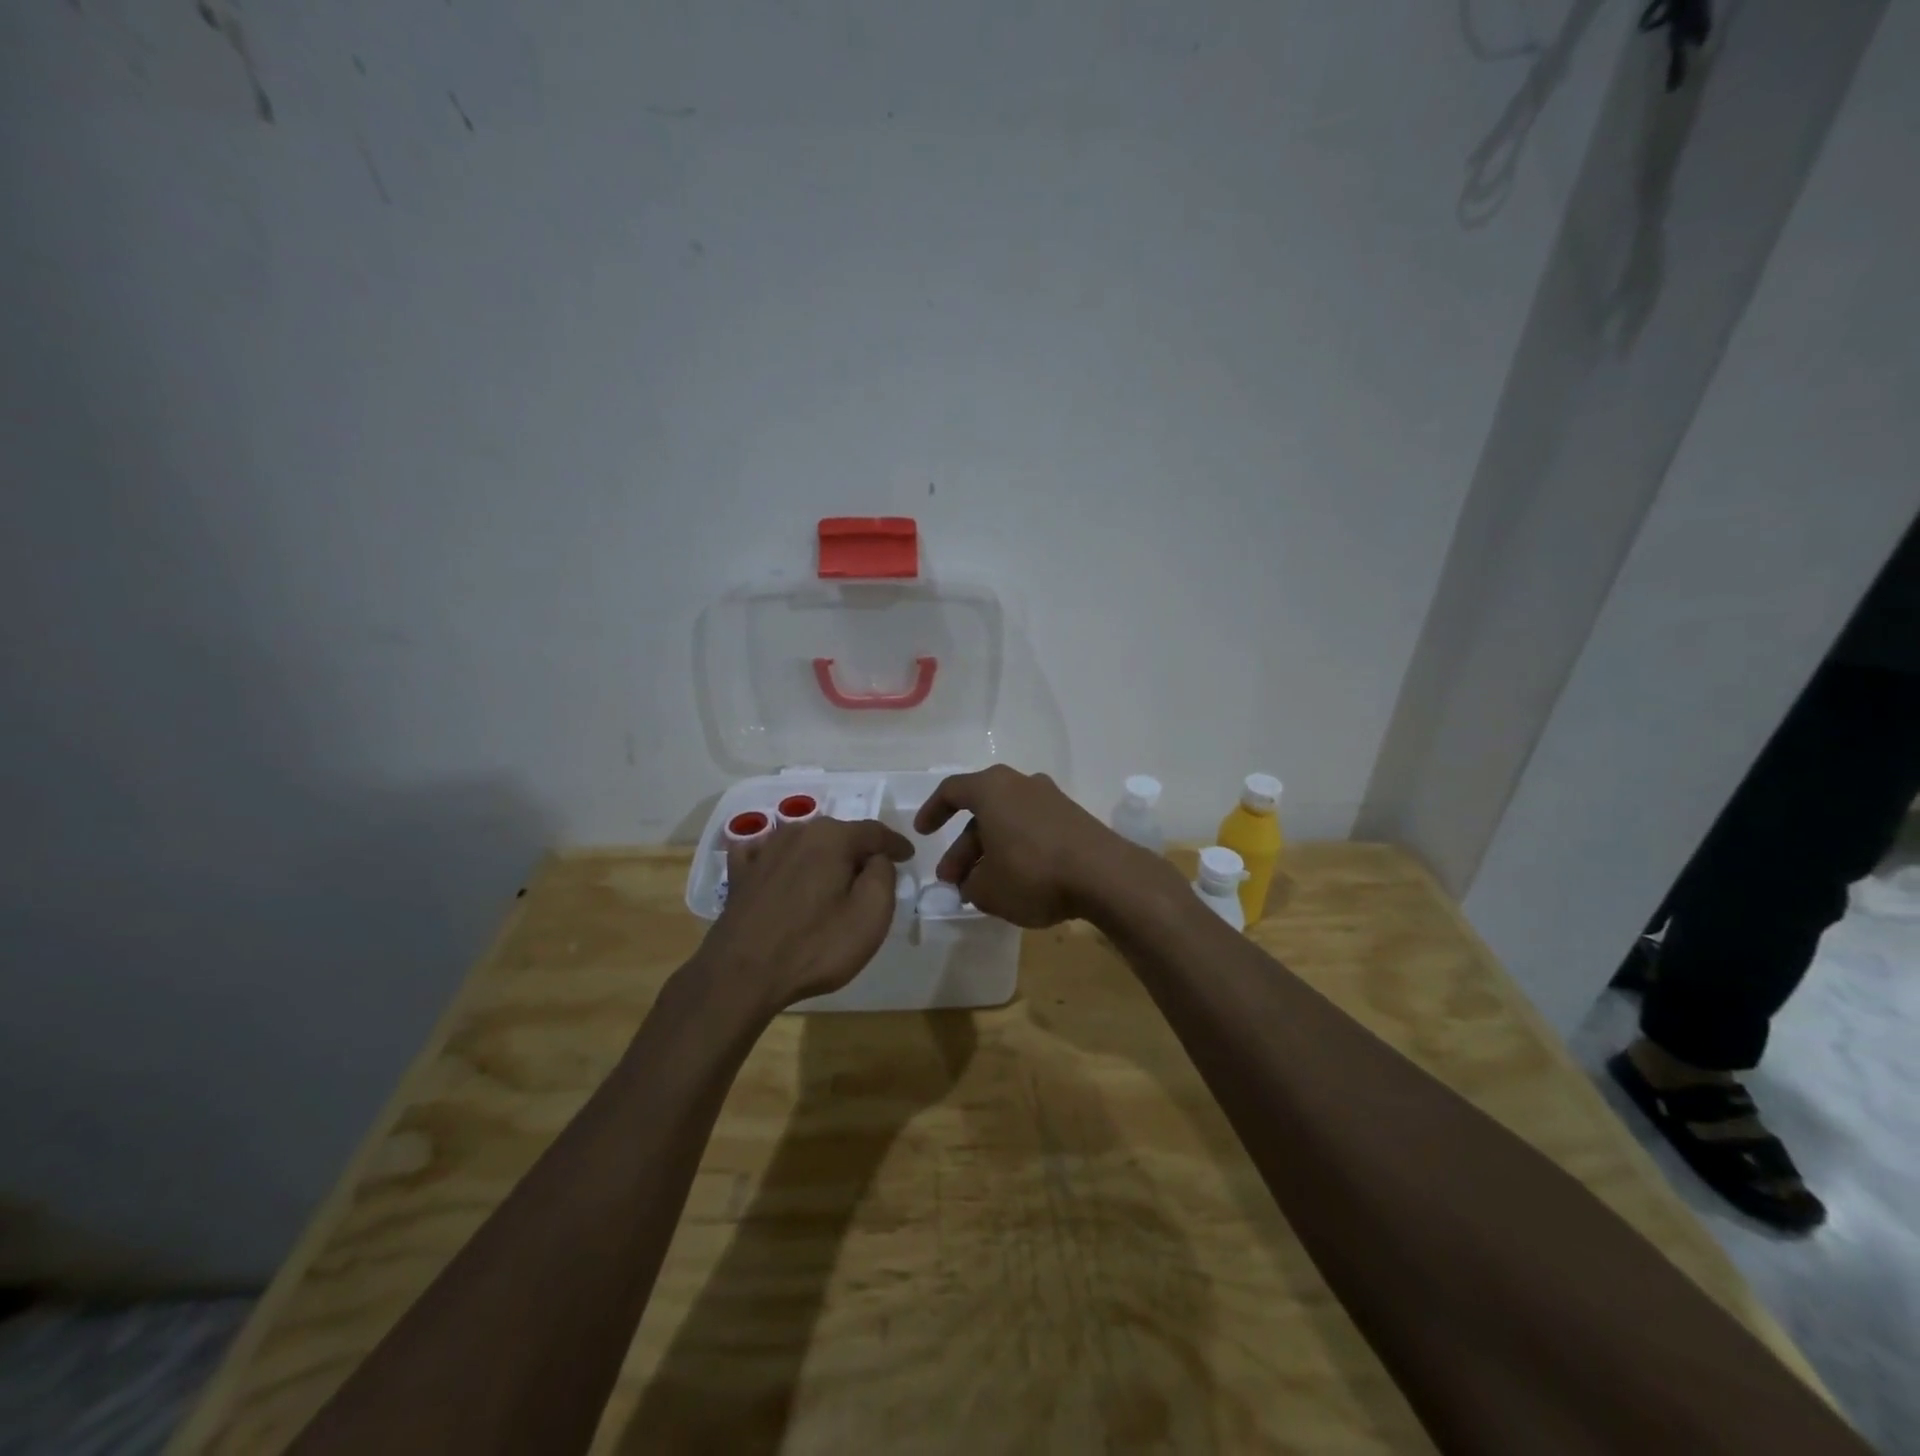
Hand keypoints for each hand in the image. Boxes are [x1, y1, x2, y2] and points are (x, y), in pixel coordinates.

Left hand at [696, 818, 913, 1011]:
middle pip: (839, 834)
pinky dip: (782, 859)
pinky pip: (768, 854)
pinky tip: (781, 869)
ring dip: (823, 855)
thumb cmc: (815, 946)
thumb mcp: (871, 914)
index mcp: (832, 837)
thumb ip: (883, 875)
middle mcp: (797, 832)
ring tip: (834, 877)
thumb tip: (876, 858)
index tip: (909, 856)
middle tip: (874, 874)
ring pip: (805, 843)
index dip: (895, 844)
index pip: (875, 832)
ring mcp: (764, 851)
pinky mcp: (741, 874)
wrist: (741, 975)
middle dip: (859, 850)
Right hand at [913, 765, 1176, 927]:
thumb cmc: (1033, 873)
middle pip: (981, 811)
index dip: (932, 811)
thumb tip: (971, 882)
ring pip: (1008, 822)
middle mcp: (1021, 784)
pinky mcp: (1073, 818)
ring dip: (990, 851)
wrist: (1105, 876)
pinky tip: (1016, 882)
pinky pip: (1032, 829)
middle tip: (952, 880)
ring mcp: (1051, 799)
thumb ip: (969, 884)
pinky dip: (1017, 850)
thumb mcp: (987, 889)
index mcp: (992, 789)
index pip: (952, 790)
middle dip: (963, 847)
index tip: (923, 833)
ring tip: (982, 888)